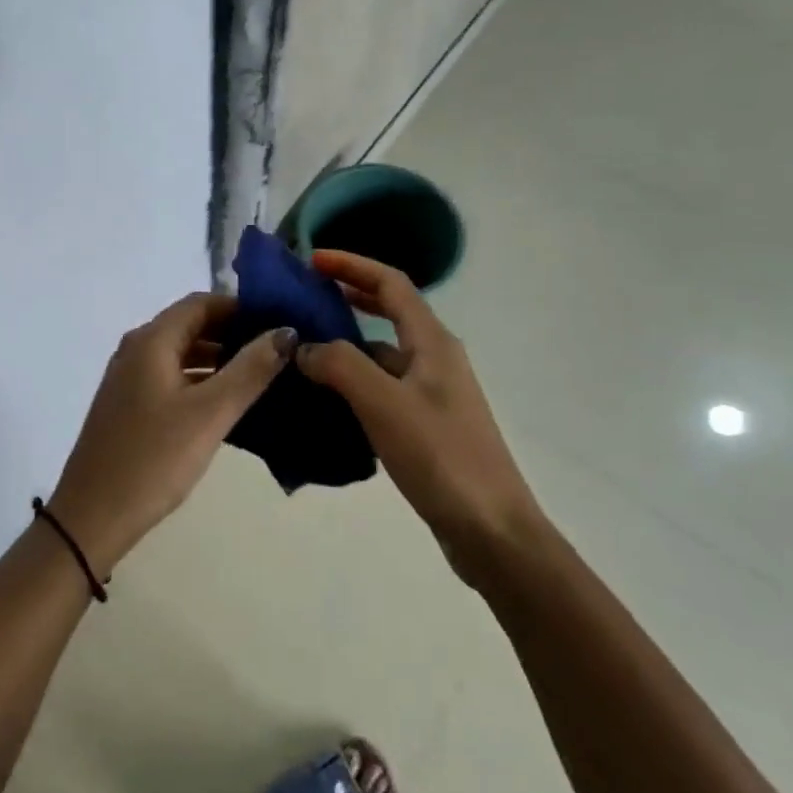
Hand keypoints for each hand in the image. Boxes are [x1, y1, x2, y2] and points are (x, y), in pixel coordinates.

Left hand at [48, 294, 293, 576]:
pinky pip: (171, 378)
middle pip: (190, 326)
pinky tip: (227, 403)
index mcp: (151, 340)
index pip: (201, 303)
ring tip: (262, 376)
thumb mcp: (209, 413)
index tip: (278, 322)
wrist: (92, 516)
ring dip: (218, 359)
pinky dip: (200, 381)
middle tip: (278, 350)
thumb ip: (250, 370)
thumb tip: (285, 331)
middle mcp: (136, 349)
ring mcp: (129, 378)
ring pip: (181, 354)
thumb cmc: (153, 458)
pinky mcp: (129, 405)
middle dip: (232, 333)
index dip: (240, 307)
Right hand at [294, 250, 542, 587]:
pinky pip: (381, 387)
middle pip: (388, 311)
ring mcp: (432, 393)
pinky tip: (323, 399)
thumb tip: (303, 347)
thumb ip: (339, 365)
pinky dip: (352, 382)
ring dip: (345, 343)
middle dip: (347, 297)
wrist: (492, 532)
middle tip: (303, 298)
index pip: (391, 283)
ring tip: (300, 349)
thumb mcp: (383, 403)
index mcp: (433, 342)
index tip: (311, 260)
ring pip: (381, 353)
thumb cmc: (441, 456)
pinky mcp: (426, 424)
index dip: (351, 265)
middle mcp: (435, 358)